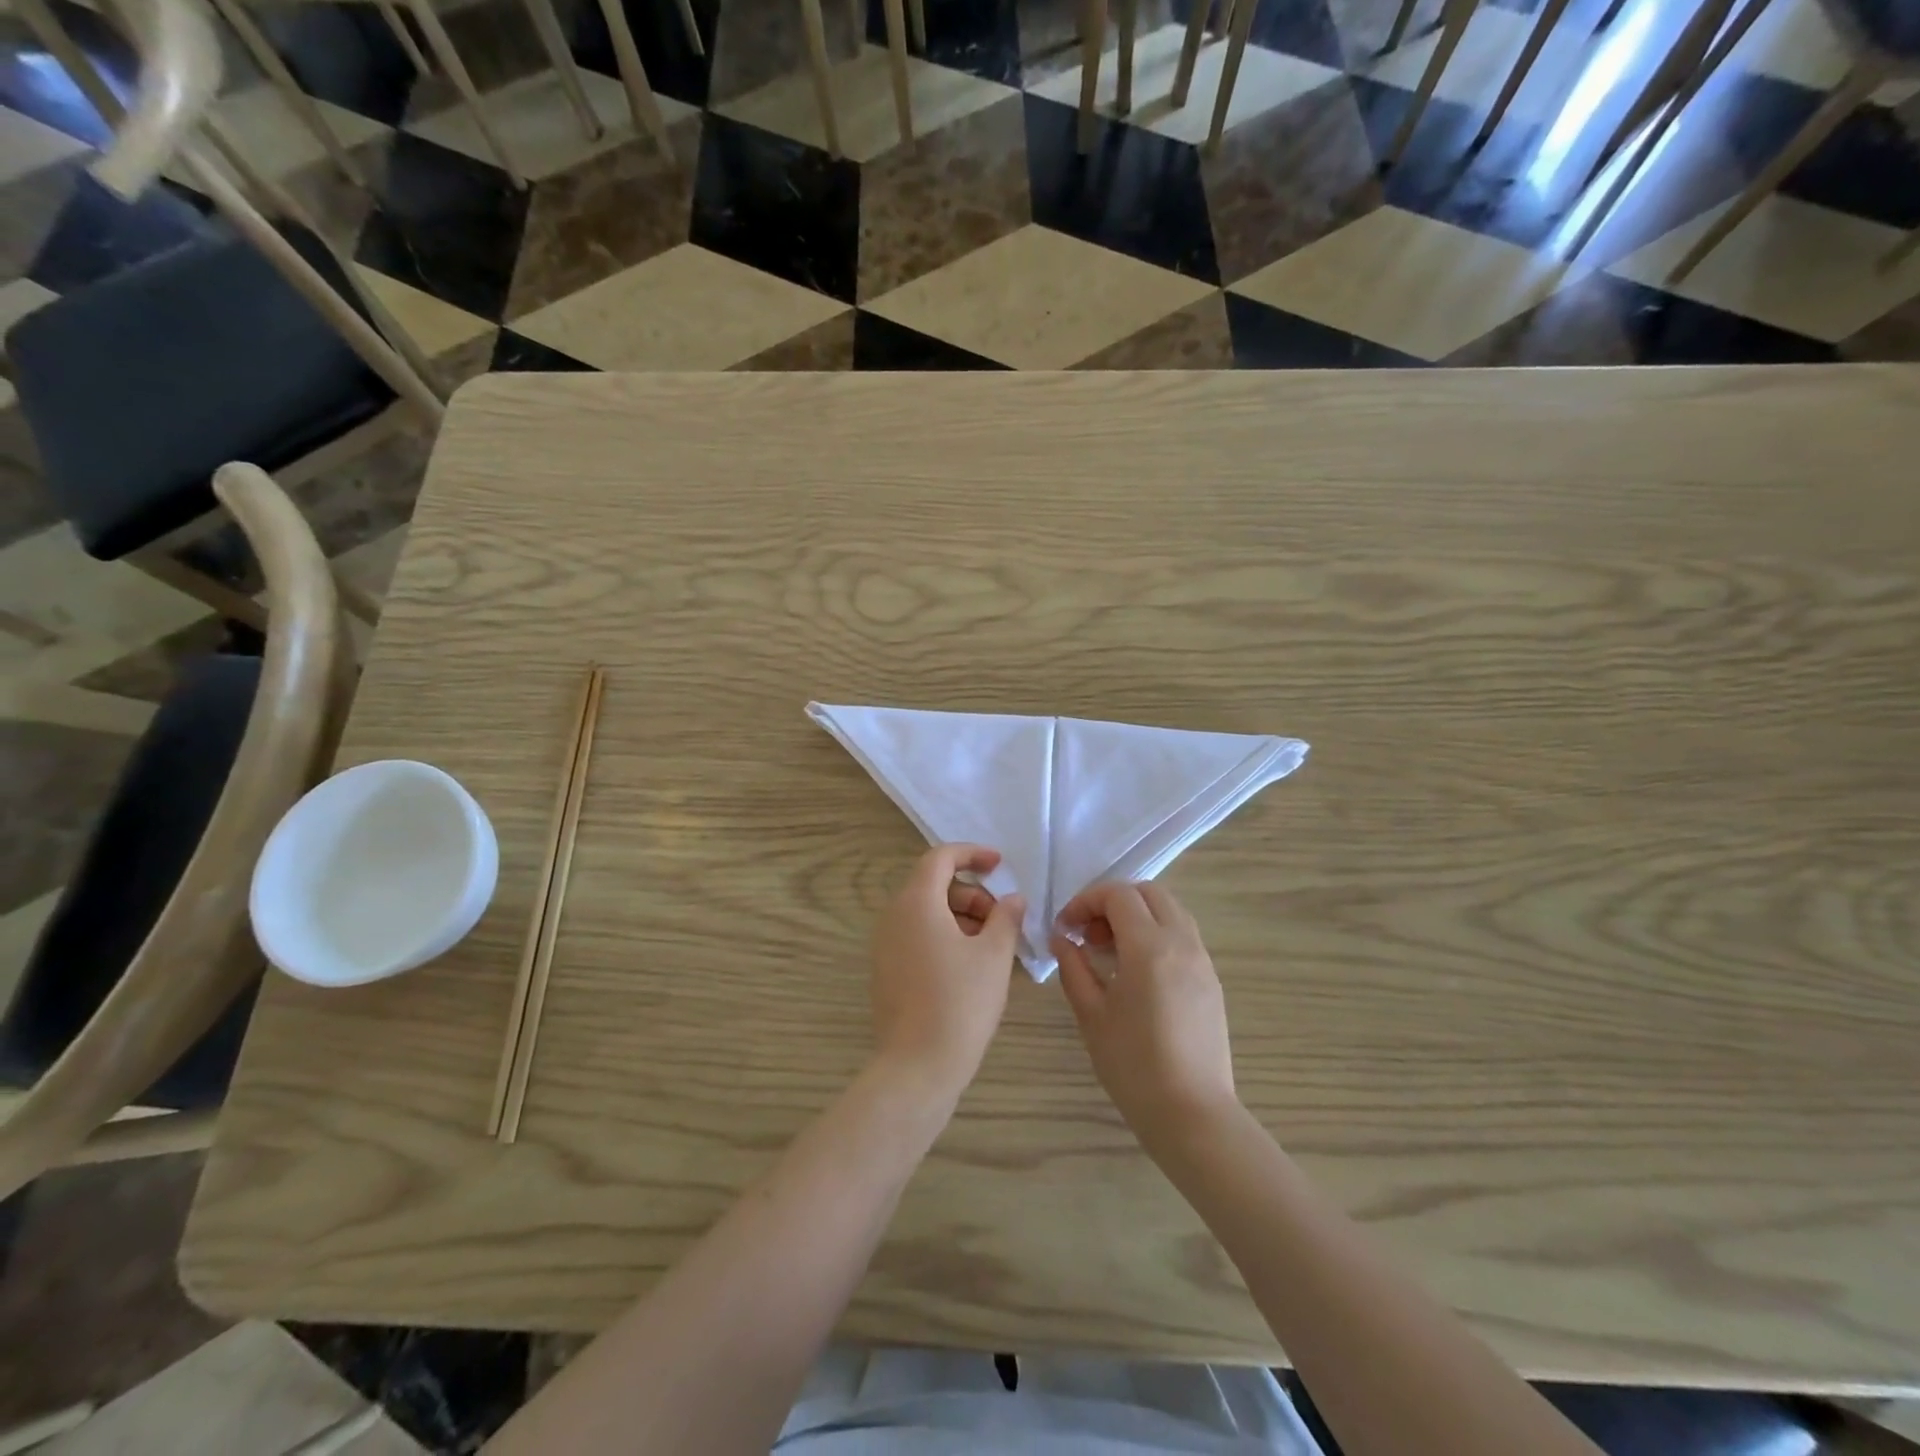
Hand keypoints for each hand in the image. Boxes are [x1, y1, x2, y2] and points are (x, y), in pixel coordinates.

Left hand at [871, 844, 1025, 1098]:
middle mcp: (893, 916)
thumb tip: (1013, 899)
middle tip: (1002, 920)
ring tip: (992, 946)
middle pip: (933, 885)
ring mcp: (885, 944)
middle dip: (972, 893)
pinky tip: (970, 965)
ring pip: (926, 912)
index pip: (940, 858)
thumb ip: (1006, 918)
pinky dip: (944, 936)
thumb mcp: (993, 955)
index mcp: (916, 902)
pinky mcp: (886, 970)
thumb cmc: (960, 1003)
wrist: (917, 1066)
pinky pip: (916, 936)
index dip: (972, 854)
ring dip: (961, 916)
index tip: (999, 865)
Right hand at [1052, 882, 1236, 1147]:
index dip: (1086, 901)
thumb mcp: (1091, 1014)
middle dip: (1114, 901)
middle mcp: (1182, 943)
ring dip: (1137, 916)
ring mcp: (1202, 961)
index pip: (1118, 895)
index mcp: (1150, 946)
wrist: (1192, 1114)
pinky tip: (1135, 972)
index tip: (1065, 927)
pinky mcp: (1211, 981)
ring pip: (1170, 912)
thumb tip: (1062, 939)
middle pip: (1149, 893)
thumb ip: (1073, 967)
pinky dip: (1156, 935)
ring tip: (1109, 951)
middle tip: (1088, 933)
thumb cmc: (1133, 1065)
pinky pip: (1182, 937)